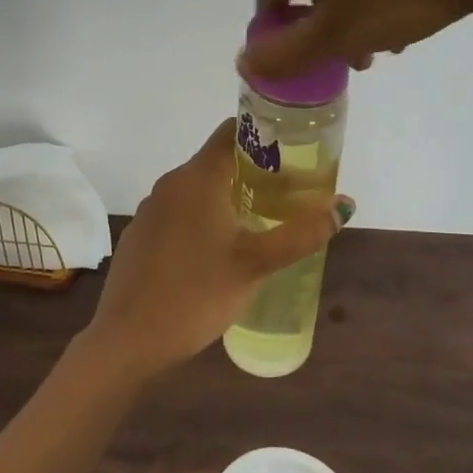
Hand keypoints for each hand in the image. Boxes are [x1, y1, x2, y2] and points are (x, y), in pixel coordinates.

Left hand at [83, 120, 354, 379]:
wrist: (127, 339)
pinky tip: (218, 249)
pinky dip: (202, 217)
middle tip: (288, 193)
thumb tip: (344, 206)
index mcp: (197, 177)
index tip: (292, 150)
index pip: (231, 132)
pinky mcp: (140, 234)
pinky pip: (179, 212)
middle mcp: (170, 183)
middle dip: (252, 171)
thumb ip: (301, 234)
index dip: (263, 135)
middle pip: (216, 160)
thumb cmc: (196, 294)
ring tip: (260, 221)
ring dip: (227, 196)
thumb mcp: (256, 265)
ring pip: (197, 189)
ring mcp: (151, 209)